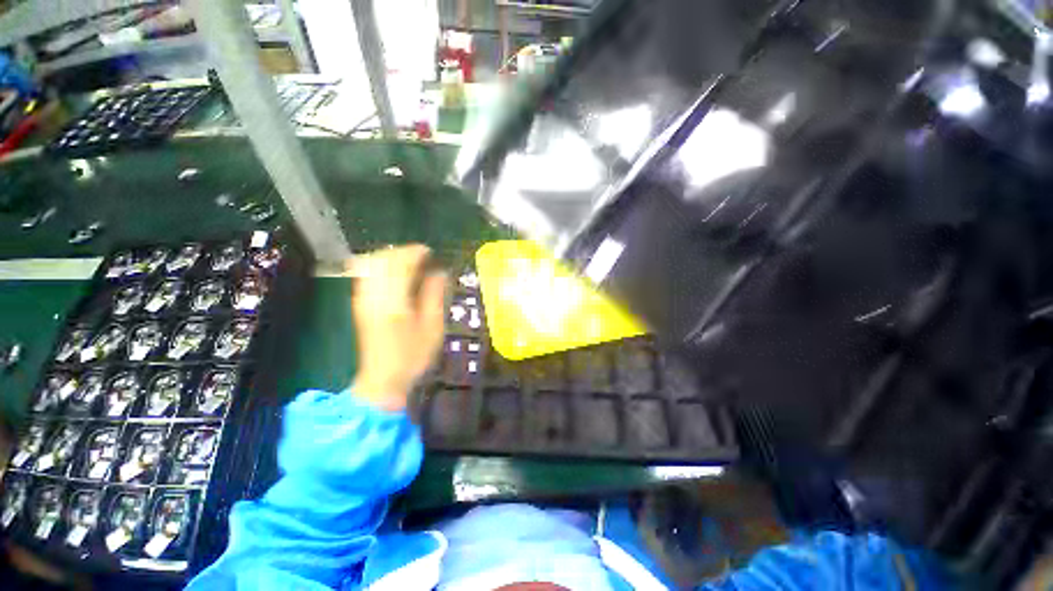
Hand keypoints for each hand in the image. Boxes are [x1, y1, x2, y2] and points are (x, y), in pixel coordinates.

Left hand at [347, 245, 446, 411]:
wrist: (383, 378)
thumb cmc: (413, 356)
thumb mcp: (432, 328)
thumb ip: (434, 296)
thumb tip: (440, 272)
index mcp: (394, 303)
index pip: (400, 265)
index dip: (414, 253)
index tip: (429, 251)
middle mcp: (374, 296)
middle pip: (382, 260)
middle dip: (402, 252)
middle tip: (421, 256)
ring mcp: (363, 299)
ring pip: (371, 264)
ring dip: (390, 257)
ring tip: (410, 262)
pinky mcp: (359, 303)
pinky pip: (366, 274)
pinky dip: (381, 266)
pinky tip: (395, 273)